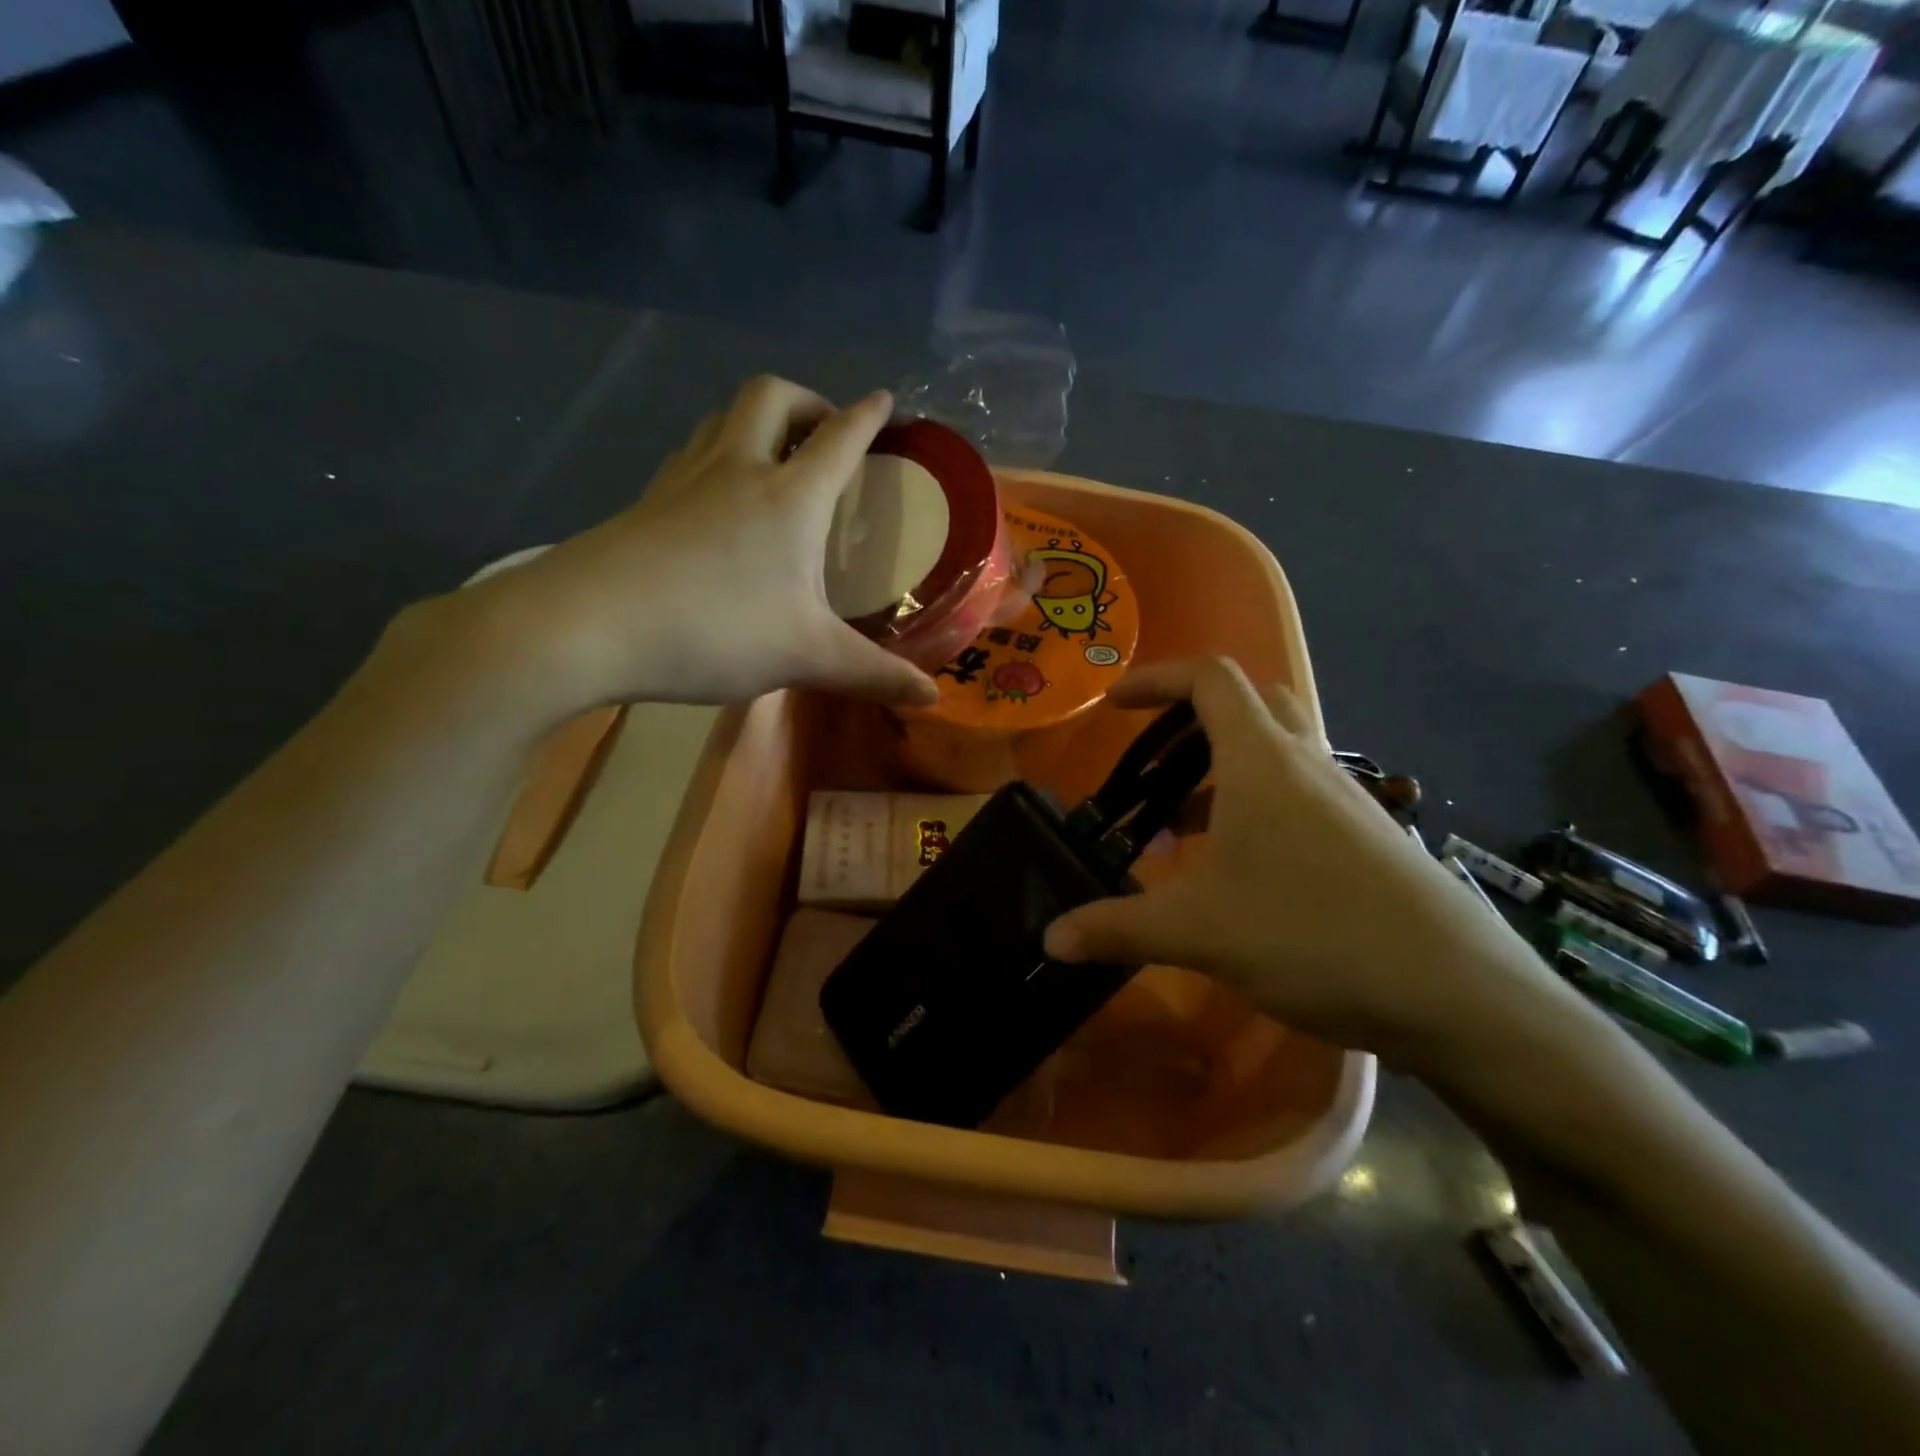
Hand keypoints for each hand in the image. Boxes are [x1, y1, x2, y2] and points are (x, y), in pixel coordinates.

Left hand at [451, 376, 940, 714]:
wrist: (587, 625)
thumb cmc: (714, 629)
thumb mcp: (806, 656)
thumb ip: (873, 675)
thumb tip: (934, 699)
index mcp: (789, 496)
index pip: (840, 438)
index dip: (868, 416)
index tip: (885, 401)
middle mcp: (737, 469)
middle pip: (771, 397)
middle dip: (807, 399)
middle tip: (825, 431)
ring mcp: (683, 479)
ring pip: (721, 417)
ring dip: (756, 420)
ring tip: (773, 456)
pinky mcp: (645, 501)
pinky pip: (690, 454)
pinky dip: (715, 454)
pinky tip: (715, 498)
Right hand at [1043, 658, 1583, 1072]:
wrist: (1461, 997)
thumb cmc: (1315, 935)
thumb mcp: (1200, 932)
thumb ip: (1118, 928)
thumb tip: (1050, 939)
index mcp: (1263, 761)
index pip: (1209, 679)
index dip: (1157, 678)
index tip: (1115, 705)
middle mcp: (1309, 765)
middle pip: (1250, 704)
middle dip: (1191, 722)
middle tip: (1154, 765)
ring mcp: (1348, 800)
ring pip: (1277, 756)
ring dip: (1223, 774)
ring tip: (1182, 832)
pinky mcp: (1370, 839)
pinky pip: (1301, 798)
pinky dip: (1258, 811)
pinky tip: (1240, 874)